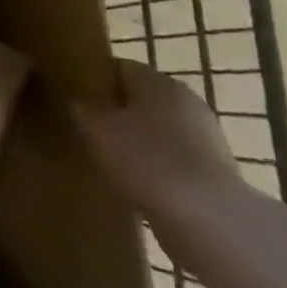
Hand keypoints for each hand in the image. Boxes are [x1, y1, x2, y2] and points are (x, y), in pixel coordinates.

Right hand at [68, 60, 244, 219]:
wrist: (210, 221)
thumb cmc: (147, 161)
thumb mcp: (96, 130)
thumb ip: (80, 108)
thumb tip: (74, 99)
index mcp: (156, 79)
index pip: (116, 66)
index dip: (92, 80)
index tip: (71, 97)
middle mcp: (184, 98)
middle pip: (140, 97)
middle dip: (115, 111)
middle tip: (86, 128)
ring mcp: (206, 135)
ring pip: (158, 128)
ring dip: (137, 140)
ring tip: (108, 158)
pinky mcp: (216, 170)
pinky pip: (174, 157)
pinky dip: (156, 165)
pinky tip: (137, 182)